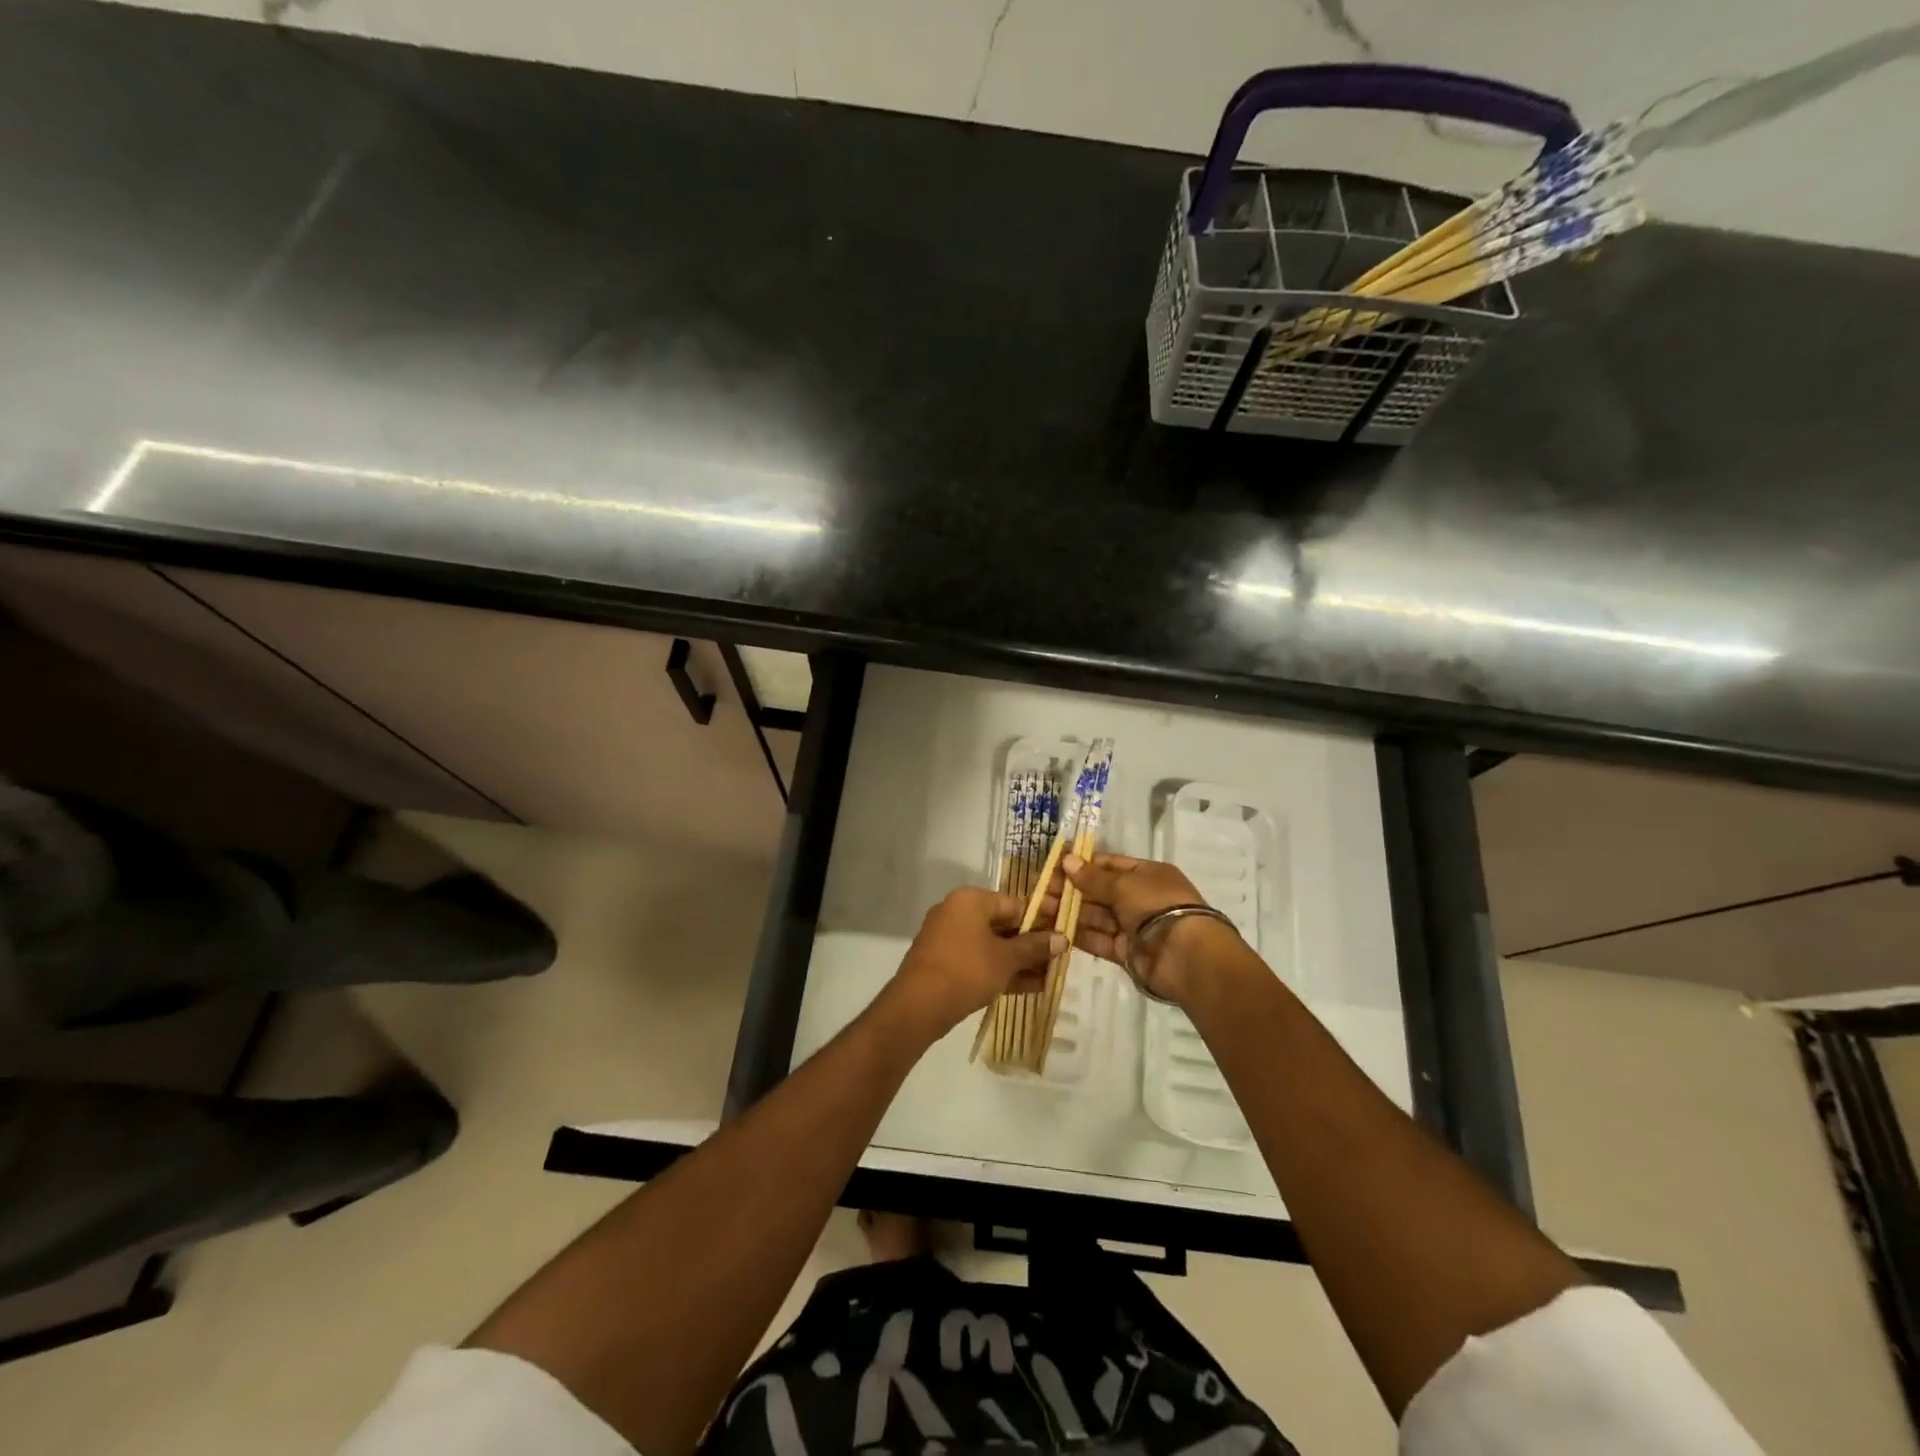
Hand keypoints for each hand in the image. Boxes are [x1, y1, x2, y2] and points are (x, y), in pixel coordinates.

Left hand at [881, 888, 1063, 1041]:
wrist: (918, 1005)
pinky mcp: (943, 961)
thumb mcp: (1006, 959)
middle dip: (1030, 945)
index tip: (1062, 937)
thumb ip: (1034, 947)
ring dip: (1018, 961)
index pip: (1014, 904)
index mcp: (970, 899)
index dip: (1041, 921)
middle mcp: (956, 911)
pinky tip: (1028, 987)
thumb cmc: (967, 970)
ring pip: (991, 945)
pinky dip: (999, 970)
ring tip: (1049, 978)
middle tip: (1058, 960)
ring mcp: (947, 937)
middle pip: (1003, 924)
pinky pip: (978, 960)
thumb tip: (1062, 938)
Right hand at [1052, 854, 1237, 1004]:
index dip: (1081, 865)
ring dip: (1069, 913)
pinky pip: (1098, 940)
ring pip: (1095, 916)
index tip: (1054, 867)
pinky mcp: (1126, 952)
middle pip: (1099, 892)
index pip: (1108, 865)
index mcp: (1146, 874)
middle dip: (1070, 891)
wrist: (1186, 955)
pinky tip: (1054, 931)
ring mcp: (1133, 926)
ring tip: (1039, 911)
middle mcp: (1139, 898)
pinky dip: (1078, 935)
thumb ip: (1093, 877)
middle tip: (1039, 892)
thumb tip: (1066, 860)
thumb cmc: (1157, 905)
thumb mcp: (1124, 884)